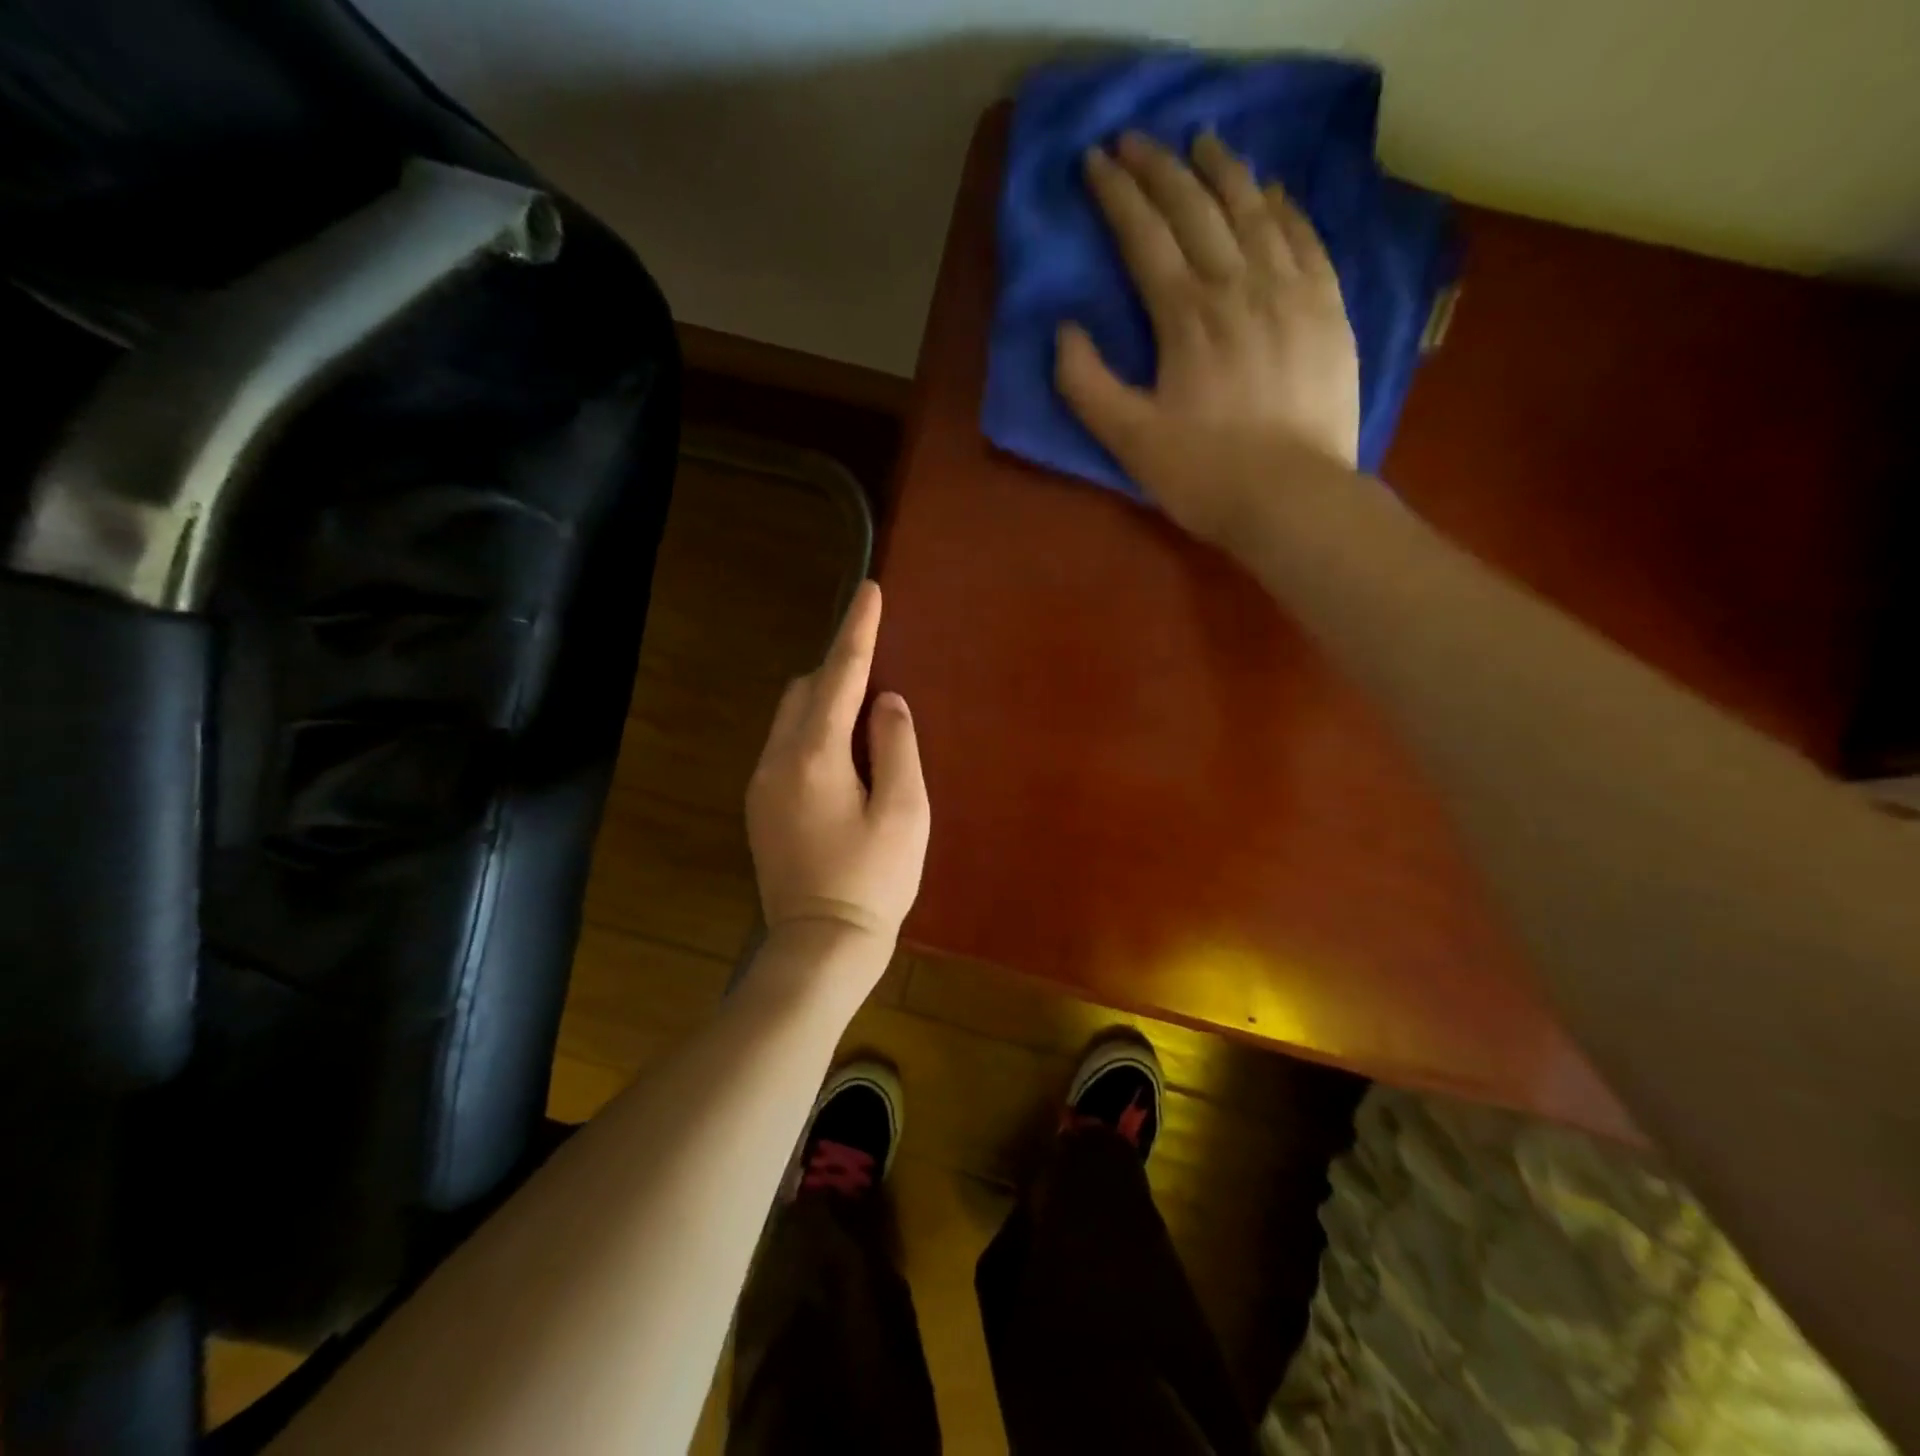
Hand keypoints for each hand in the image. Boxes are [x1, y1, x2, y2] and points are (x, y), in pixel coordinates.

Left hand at [746, 581, 929, 953]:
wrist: (820, 945)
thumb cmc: (873, 880)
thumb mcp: (904, 811)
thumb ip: (896, 745)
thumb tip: (885, 701)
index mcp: (814, 755)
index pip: (839, 675)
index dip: (857, 630)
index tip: (870, 591)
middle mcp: (776, 759)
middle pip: (804, 689)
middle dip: (839, 668)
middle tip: (879, 668)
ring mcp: (762, 784)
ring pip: (790, 716)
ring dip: (825, 701)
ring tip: (865, 716)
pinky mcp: (761, 807)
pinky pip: (786, 745)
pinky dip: (813, 730)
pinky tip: (843, 756)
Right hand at [1057, 131, 1361, 547]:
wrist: (1294, 500)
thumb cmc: (1204, 476)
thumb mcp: (1129, 440)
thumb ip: (1087, 385)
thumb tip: (1066, 330)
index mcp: (1185, 316)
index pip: (1145, 235)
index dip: (1117, 194)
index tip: (1096, 160)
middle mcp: (1238, 286)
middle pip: (1196, 208)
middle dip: (1160, 168)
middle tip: (1137, 140)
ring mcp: (1290, 291)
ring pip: (1254, 210)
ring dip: (1223, 170)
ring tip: (1203, 142)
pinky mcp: (1328, 309)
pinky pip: (1305, 237)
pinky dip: (1284, 206)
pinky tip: (1271, 191)